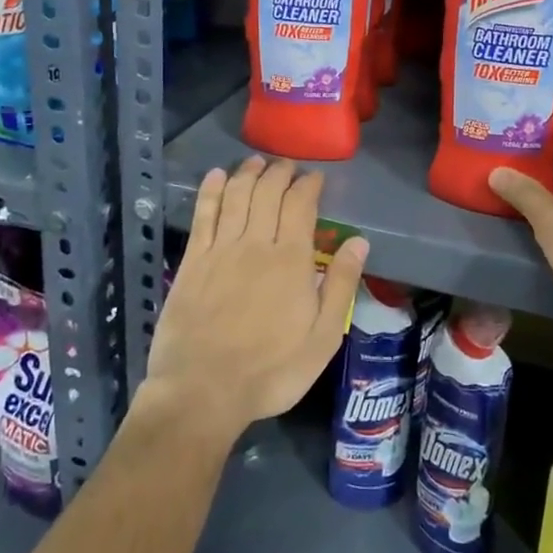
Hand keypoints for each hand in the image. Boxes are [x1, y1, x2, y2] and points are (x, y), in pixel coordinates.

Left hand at [141, 155, 368, 446]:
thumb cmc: (271, 370)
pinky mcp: (192, 261)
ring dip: (247, 173)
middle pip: (268, 192)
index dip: (308, 185)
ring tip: (256, 161)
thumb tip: (359, 241)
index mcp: (291, 259)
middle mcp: (255, 243)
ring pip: (236, 196)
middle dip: (280, 172)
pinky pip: (203, 215)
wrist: (203, 391)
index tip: (315, 177)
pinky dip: (210, 191)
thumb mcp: (323, 337)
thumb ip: (342, 285)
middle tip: (287, 165)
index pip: (300, 205)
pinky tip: (216, 176)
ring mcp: (220, 250)